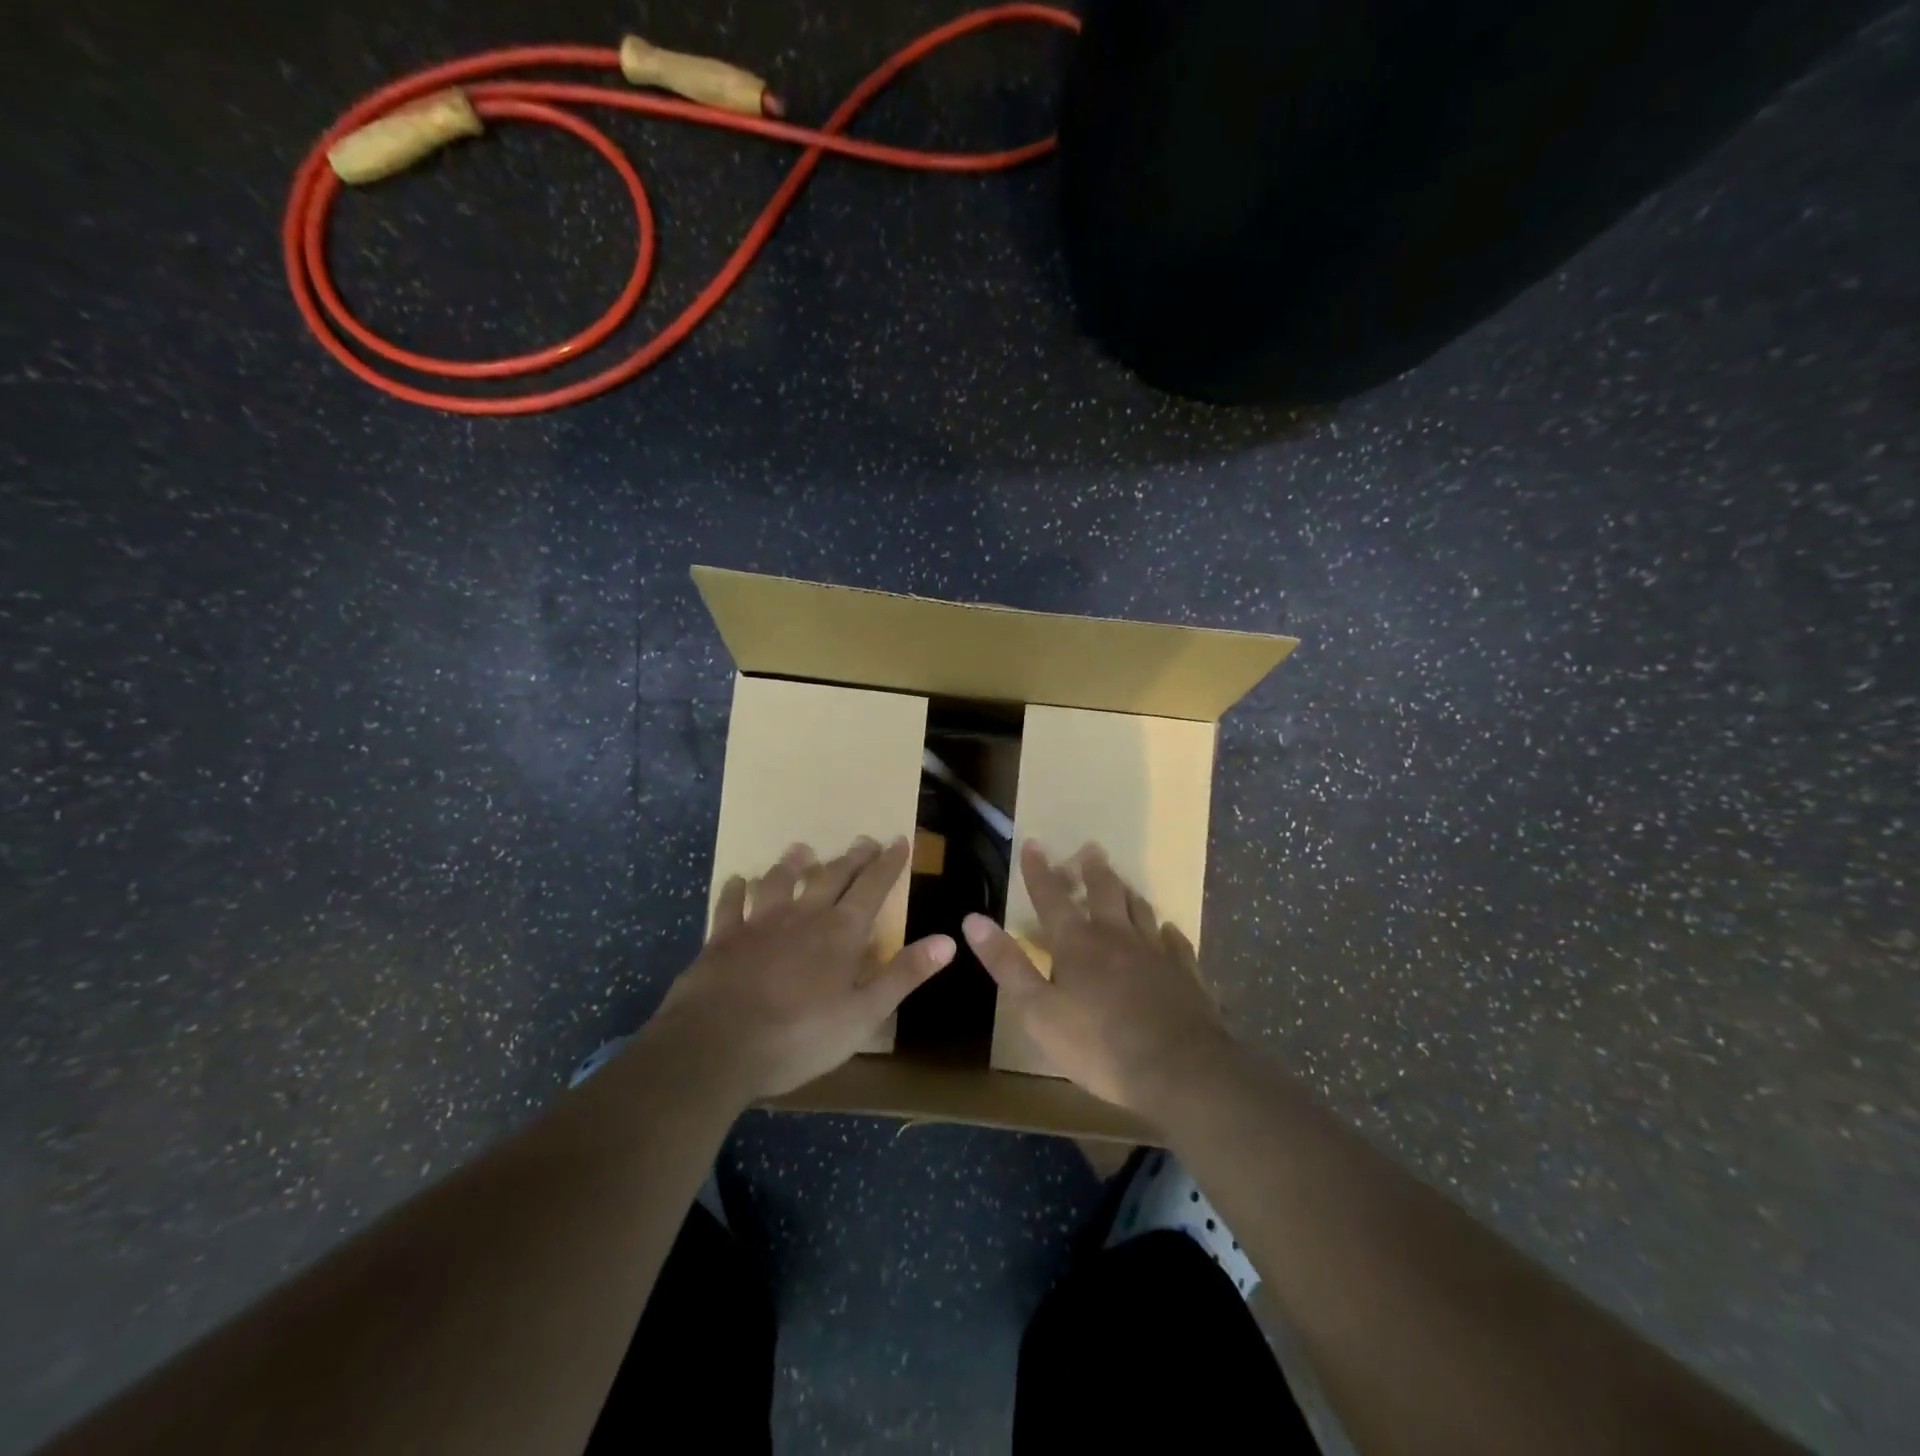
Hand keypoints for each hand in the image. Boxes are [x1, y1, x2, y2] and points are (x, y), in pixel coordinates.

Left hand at [652, 836, 955, 1100]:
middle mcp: (803, 916)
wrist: (716, 1046)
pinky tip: (736, 880)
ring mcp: (759, 924)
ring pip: (779, 881)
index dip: (888, 864)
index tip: (899, 840)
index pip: (872, 888)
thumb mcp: (863, 1014)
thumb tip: (948, 941)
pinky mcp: (722, 939)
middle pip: (831, 877)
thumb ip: (903, 974)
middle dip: (851, 858)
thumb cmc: (799, 1036)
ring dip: (793, 863)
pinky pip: (729, 905)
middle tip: (863, 840)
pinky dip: (734, 890)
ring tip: (802, 848)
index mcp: (840, 933)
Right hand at [964, 842, 1235, 1116]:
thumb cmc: (1098, 1044)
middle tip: (1091, 848)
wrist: (1179, 1070)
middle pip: (1104, 892)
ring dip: (1127, 892)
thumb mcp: (1037, 1011)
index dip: (1038, 871)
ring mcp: (1156, 953)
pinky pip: (1176, 943)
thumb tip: (972, 920)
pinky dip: (1168, 933)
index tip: (1033, 843)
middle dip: (1093, 870)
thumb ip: (1007, 964)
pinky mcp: (1186, 975)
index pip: (1051, 897)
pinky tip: (1169, 930)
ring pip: (1141, 910)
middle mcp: (1117, 937)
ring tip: (1123, 881)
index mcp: (1078, 943)